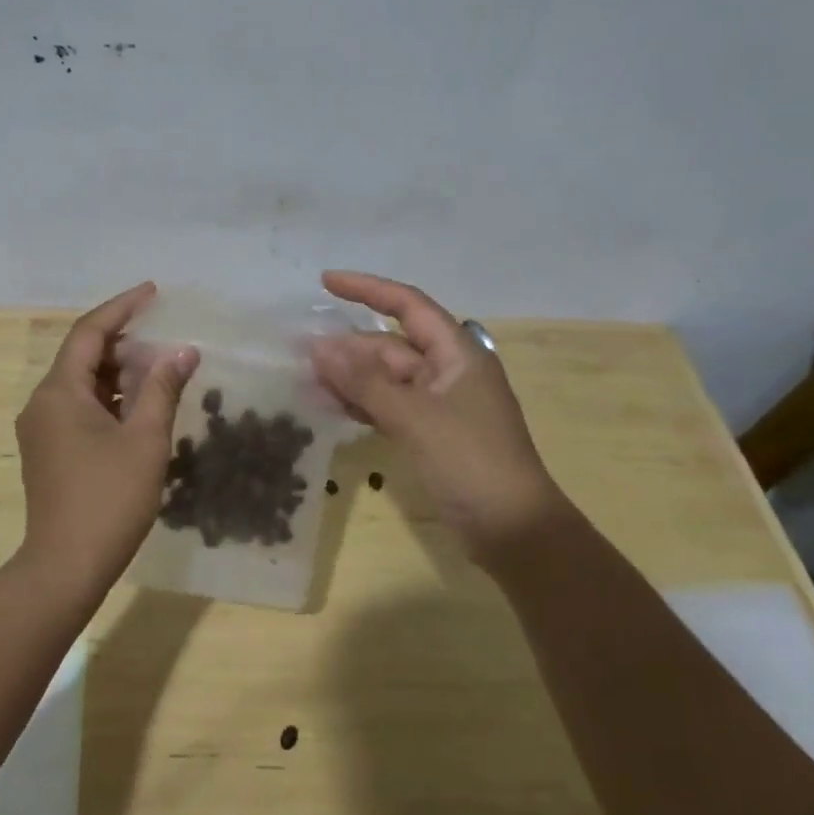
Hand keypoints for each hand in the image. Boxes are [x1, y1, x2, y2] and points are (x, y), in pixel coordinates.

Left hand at [15, 283, 198, 598]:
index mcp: (59, 392)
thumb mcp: (145, 440)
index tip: (153, 292)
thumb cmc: (108, 499)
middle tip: (165, 337)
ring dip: (119, 372)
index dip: (121, 307)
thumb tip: (183, 351)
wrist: (65, 567)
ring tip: (160, 369)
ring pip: (83, 384)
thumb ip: (163, 388)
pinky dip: (110, 399)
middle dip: (124, 342)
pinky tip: (140, 406)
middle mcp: (43, 403)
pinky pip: (79, 408)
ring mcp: (42, 429)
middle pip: (83, 356)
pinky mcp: (49, 451)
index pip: (89, 332)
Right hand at [311, 270, 569, 572]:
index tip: (325, 282)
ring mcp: (439, 404)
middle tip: (300, 352)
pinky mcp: (430, 434)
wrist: (513, 531)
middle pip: (391, 346)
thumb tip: (318, 347)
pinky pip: (388, 406)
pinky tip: (329, 406)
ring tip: (305, 380)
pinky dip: (361, 404)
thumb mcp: (413, 417)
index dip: (367, 289)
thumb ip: (364, 382)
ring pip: (386, 378)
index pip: (408, 305)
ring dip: (349, 377)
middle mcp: (448, 371)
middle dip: (348, 346)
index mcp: (457, 353)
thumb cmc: (469, 461)